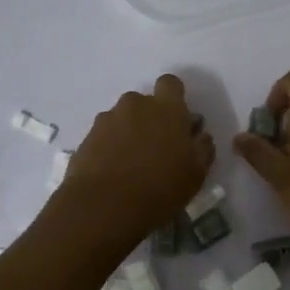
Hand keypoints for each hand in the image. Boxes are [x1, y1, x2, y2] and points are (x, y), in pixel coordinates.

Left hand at [61, 74, 214, 244]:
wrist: (105, 206)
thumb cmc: (160, 188)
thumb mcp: (196, 173)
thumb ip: (202, 147)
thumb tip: (200, 135)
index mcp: (166, 108)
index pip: (170, 84)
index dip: (173, 98)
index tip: (176, 121)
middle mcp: (135, 105)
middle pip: (144, 103)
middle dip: (149, 119)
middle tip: (155, 149)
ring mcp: (107, 119)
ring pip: (122, 119)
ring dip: (128, 133)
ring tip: (131, 165)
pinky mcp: (87, 137)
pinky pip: (104, 136)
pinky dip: (109, 148)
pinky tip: (113, 173)